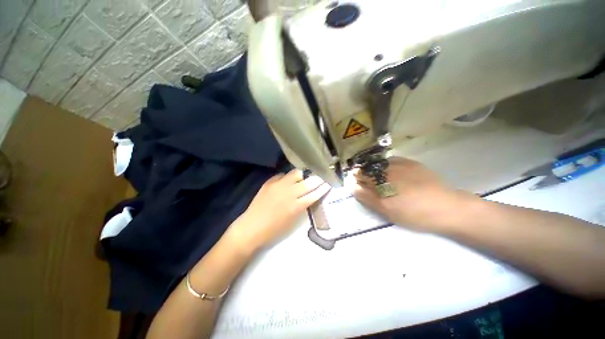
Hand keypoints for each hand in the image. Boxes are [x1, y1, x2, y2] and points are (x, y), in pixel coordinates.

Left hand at [227, 170, 330, 250]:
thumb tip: (308, 194)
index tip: (329, 182)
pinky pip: (282, 175)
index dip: (323, 187)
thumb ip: (302, 205)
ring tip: (304, 177)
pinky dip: (287, 178)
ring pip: (296, 173)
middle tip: (321, 176)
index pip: (314, 193)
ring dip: (303, 175)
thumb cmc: (274, 230)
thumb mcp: (293, 220)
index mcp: (296, 206)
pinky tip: (288, 181)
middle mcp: (289, 193)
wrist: (251, 227)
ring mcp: (278, 186)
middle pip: (308, 182)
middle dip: (317, 178)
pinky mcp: (269, 182)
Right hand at [353, 157, 476, 232]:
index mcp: (379, 179)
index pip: (358, 174)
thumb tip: (353, 186)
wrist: (446, 207)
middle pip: (366, 167)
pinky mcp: (410, 162)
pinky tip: (392, 173)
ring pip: (377, 163)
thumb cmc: (413, 213)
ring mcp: (399, 163)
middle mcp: (386, 168)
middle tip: (371, 186)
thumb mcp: (386, 210)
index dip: (355, 180)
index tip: (358, 187)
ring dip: (374, 170)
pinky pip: (391, 160)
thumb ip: (366, 197)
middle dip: (364, 175)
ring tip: (381, 180)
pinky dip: (387, 166)